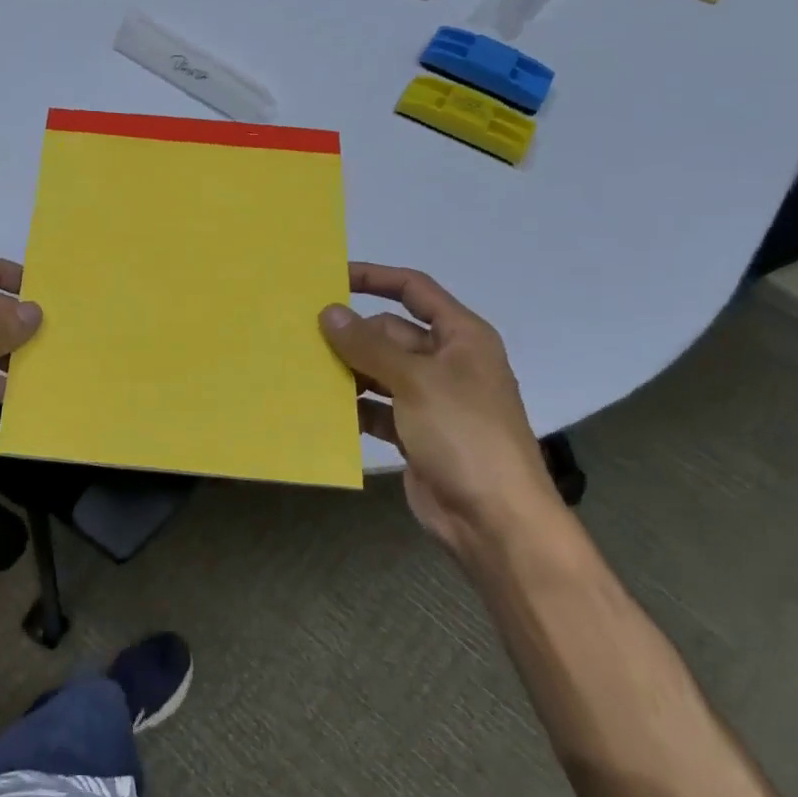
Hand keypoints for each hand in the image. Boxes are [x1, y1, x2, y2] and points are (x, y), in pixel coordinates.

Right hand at [319, 264, 560, 557]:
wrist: (494, 519)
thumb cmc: (464, 435)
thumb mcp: (415, 381)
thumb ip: (369, 346)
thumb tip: (328, 312)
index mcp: (460, 337)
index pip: (414, 291)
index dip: (375, 278)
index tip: (332, 277)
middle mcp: (446, 362)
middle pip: (390, 333)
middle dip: (352, 335)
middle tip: (302, 334)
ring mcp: (430, 399)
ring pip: (379, 371)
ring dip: (348, 371)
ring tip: (303, 368)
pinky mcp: (415, 432)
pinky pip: (376, 407)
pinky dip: (353, 407)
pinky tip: (322, 407)